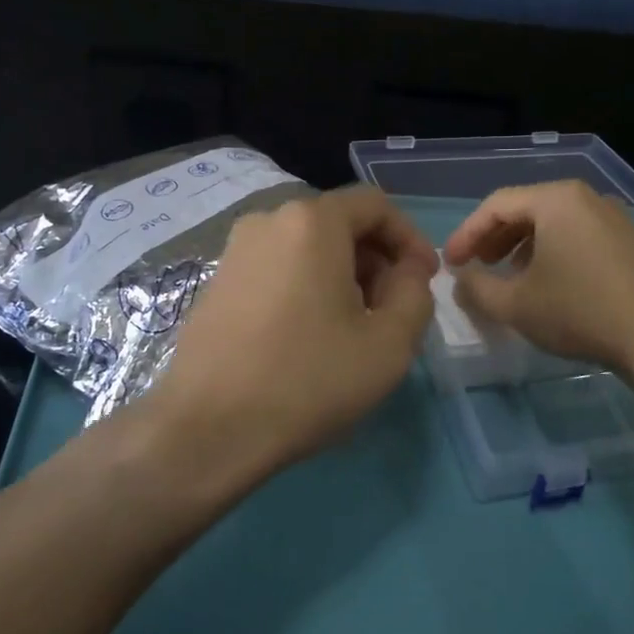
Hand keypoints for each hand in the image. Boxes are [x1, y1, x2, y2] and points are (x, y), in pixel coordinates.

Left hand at [151, 186, 437, 475]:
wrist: (208, 428)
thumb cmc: (308, 380)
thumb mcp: (389, 343)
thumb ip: (416, 293)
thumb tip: (407, 271)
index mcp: (312, 221)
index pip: (375, 205)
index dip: (410, 238)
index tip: (425, 280)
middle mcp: (268, 220)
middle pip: (339, 224)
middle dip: (376, 260)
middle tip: (392, 311)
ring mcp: (235, 250)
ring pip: (307, 248)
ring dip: (342, 276)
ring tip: (353, 329)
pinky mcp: (217, 282)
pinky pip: (277, 268)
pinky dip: (306, 287)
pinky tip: (310, 336)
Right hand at [444, 180, 633, 374]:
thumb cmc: (579, 311)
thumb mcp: (515, 304)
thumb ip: (476, 288)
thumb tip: (460, 279)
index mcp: (556, 199)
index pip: (496, 206)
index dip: (466, 234)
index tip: (449, 264)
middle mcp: (585, 197)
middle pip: (525, 208)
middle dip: (493, 238)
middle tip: (475, 266)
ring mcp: (612, 216)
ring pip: (551, 222)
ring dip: (520, 245)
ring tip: (507, 275)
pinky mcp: (628, 240)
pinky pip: (576, 234)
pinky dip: (550, 250)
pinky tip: (546, 281)